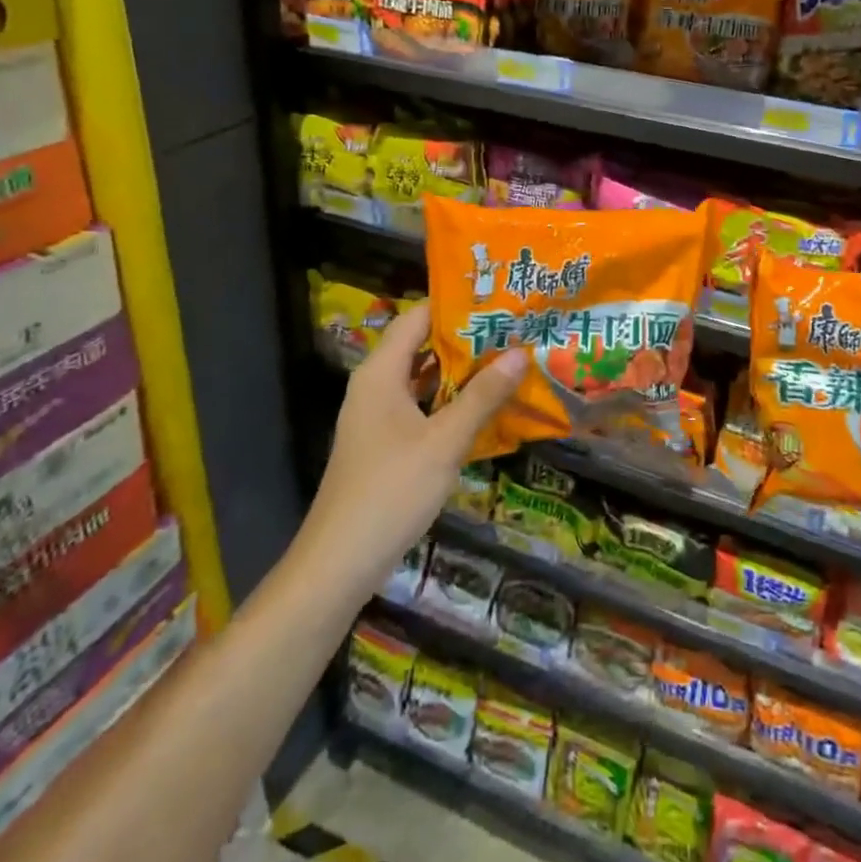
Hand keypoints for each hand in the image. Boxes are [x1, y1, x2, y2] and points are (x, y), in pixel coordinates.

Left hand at [296, 303, 523, 592]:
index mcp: (381, 372)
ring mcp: (379, 415)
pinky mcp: (386, 442)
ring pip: (424, 377)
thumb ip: (483, 395)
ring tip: (509, 356)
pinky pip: (422, 405)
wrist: (339, 563)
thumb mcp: (445, 441)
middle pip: (422, 344)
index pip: (418, 317)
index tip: (498, 298)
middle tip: (514, 326)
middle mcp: (376, 385)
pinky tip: (486, 404)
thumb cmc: (391, 491)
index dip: (456, 304)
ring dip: (462, 369)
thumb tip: (521, 351)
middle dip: (467, 336)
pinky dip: (451, 399)